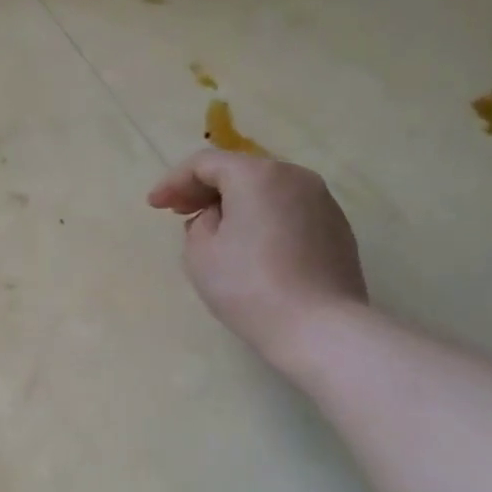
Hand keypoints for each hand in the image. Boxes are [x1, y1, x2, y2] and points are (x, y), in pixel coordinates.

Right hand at [147, 150, 367, 365]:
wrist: (320, 328)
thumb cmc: (249, 287)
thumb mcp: (201, 254)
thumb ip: (199, 224)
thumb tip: (218, 218)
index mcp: (257, 175)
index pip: (205, 163)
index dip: (173, 181)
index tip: (154, 206)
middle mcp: (294, 176)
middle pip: (240, 171)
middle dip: (205, 189)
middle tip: (179, 213)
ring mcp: (321, 201)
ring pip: (267, 190)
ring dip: (236, 203)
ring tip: (214, 231)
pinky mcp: (336, 227)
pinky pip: (288, 211)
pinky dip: (263, 218)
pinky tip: (251, 246)